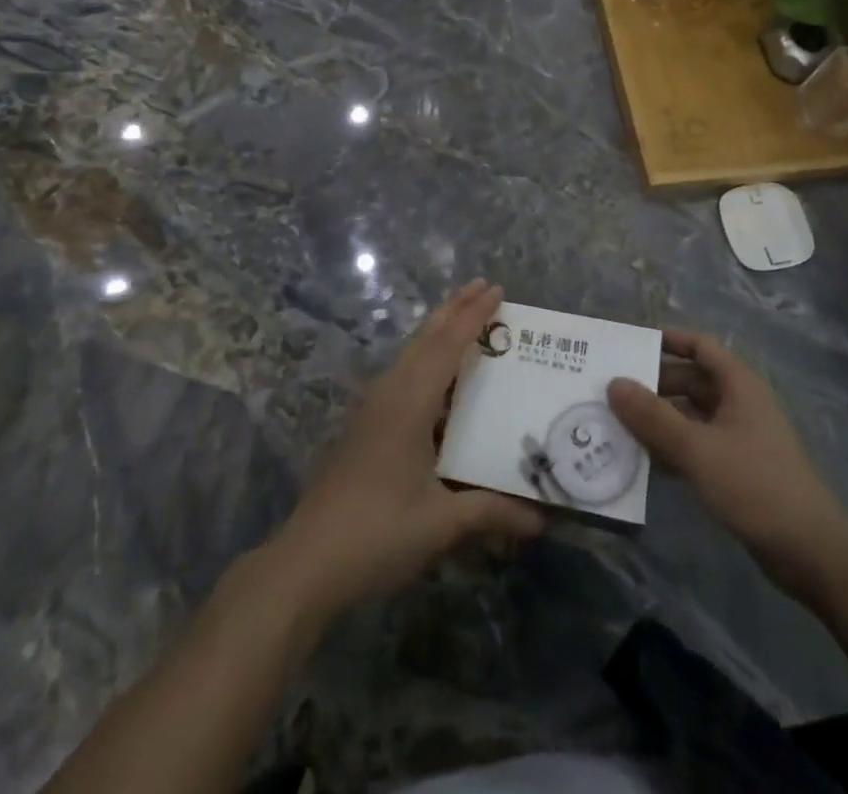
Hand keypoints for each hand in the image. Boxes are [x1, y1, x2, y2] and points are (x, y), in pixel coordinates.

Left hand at [262, 281, 545, 620]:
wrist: (306, 562)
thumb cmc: (377, 534)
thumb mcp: (440, 524)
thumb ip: (491, 513)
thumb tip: (541, 518)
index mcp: (409, 403)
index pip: (446, 346)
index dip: (473, 316)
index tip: (496, 289)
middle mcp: (389, 394)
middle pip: (424, 339)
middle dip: (453, 309)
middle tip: (482, 286)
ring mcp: (371, 410)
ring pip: (409, 355)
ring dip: (436, 332)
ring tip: (462, 317)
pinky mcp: (363, 428)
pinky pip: (400, 375)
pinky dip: (424, 359)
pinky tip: (435, 378)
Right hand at [608, 330, 847, 602]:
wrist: (811, 552)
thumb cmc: (755, 486)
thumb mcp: (697, 449)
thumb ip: (653, 417)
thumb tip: (613, 383)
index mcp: (739, 385)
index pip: (699, 345)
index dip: (667, 340)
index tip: (629, 345)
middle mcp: (740, 403)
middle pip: (691, 380)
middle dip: (653, 384)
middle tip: (611, 390)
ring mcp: (740, 437)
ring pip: (691, 415)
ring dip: (659, 418)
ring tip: (617, 423)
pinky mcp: (737, 469)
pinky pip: (697, 445)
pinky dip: (672, 447)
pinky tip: (642, 460)